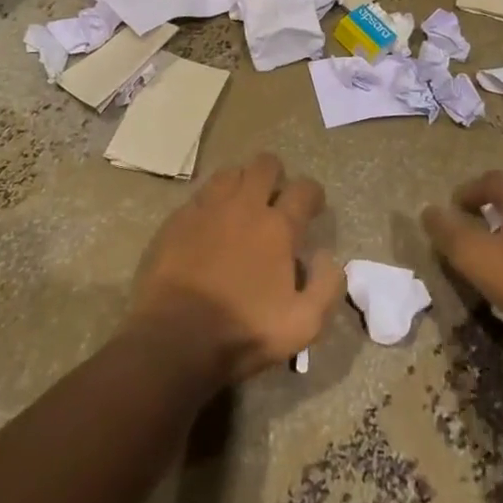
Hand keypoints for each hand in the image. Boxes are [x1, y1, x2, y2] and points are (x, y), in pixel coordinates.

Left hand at [127, 152, 344, 384]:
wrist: (175, 337)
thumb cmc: (243, 332)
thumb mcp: (302, 325)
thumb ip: (326, 286)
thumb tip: (328, 256)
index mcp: (278, 227)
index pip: (304, 189)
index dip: (313, 194)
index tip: (313, 207)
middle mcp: (244, 205)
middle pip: (265, 164)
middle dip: (276, 175)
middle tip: (275, 199)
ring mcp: (208, 207)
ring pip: (231, 172)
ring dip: (242, 182)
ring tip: (242, 205)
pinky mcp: (179, 217)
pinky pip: (201, 194)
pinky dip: (211, 202)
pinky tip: (210, 223)